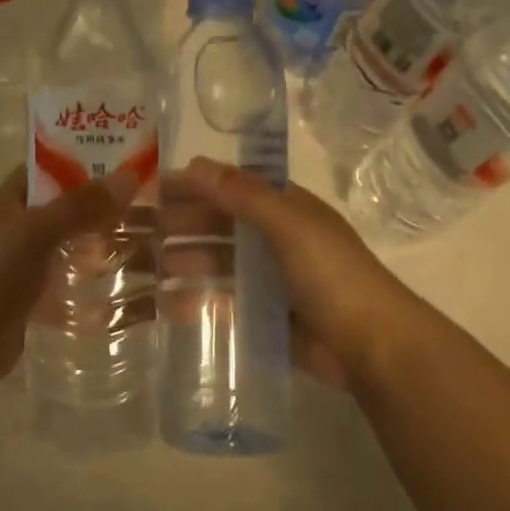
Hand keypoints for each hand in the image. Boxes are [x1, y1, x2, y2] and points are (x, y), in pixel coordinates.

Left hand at [0, 163, 141, 396]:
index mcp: (9, 203)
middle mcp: (16, 231)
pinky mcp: (29, 304)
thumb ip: (80, 206)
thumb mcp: (36, 232)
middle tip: (151, 212)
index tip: (127, 164)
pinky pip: (65, 291)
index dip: (83, 162)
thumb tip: (130, 175)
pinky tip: (125, 296)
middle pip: (64, 212)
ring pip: (68, 252)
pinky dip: (90, 291)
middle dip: (102, 211)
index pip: (48, 170)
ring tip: (148, 251)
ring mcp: (22, 269)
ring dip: (99, 251)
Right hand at [170, 156, 426, 386]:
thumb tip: (195, 164)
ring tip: (147, 267)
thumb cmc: (332, 276)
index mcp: (287, 211)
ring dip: (185, 262)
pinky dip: (198, 301)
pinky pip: (224, 303)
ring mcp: (271, 282)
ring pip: (219, 265)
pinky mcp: (265, 318)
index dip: (194, 186)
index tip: (152, 190)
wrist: (371, 346)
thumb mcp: (290, 225)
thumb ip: (244, 195)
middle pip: (220, 227)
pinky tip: (168, 305)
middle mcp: (277, 241)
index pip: (231, 189)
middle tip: (137, 232)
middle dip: (182, 225)